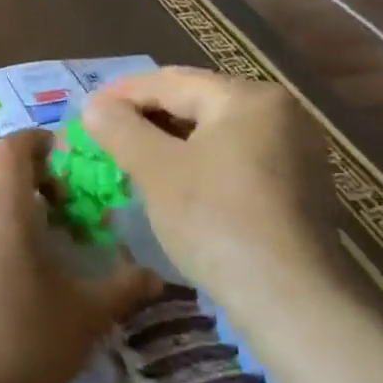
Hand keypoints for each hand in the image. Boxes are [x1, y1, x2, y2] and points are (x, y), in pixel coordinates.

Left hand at [0, 130, 160, 382]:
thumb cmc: (24, 348)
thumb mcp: (84, 319)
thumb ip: (122, 289)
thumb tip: (156, 277)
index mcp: (3, 213)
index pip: (11, 149)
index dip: (34, 141)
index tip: (57, 153)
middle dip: (11, 165)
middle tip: (42, 194)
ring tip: (12, 230)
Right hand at [82, 68, 343, 327]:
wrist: (291, 300)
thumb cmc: (216, 221)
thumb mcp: (156, 170)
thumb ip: (120, 129)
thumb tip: (94, 106)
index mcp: (247, 97)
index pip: (170, 82)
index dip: (121, 95)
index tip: (85, 112)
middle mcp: (279, 113)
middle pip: (195, 103)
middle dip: (146, 118)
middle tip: (104, 136)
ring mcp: (295, 150)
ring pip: (214, 132)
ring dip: (169, 142)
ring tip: (131, 159)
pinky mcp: (297, 187)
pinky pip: (234, 158)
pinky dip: (198, 163)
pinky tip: (173, 184)